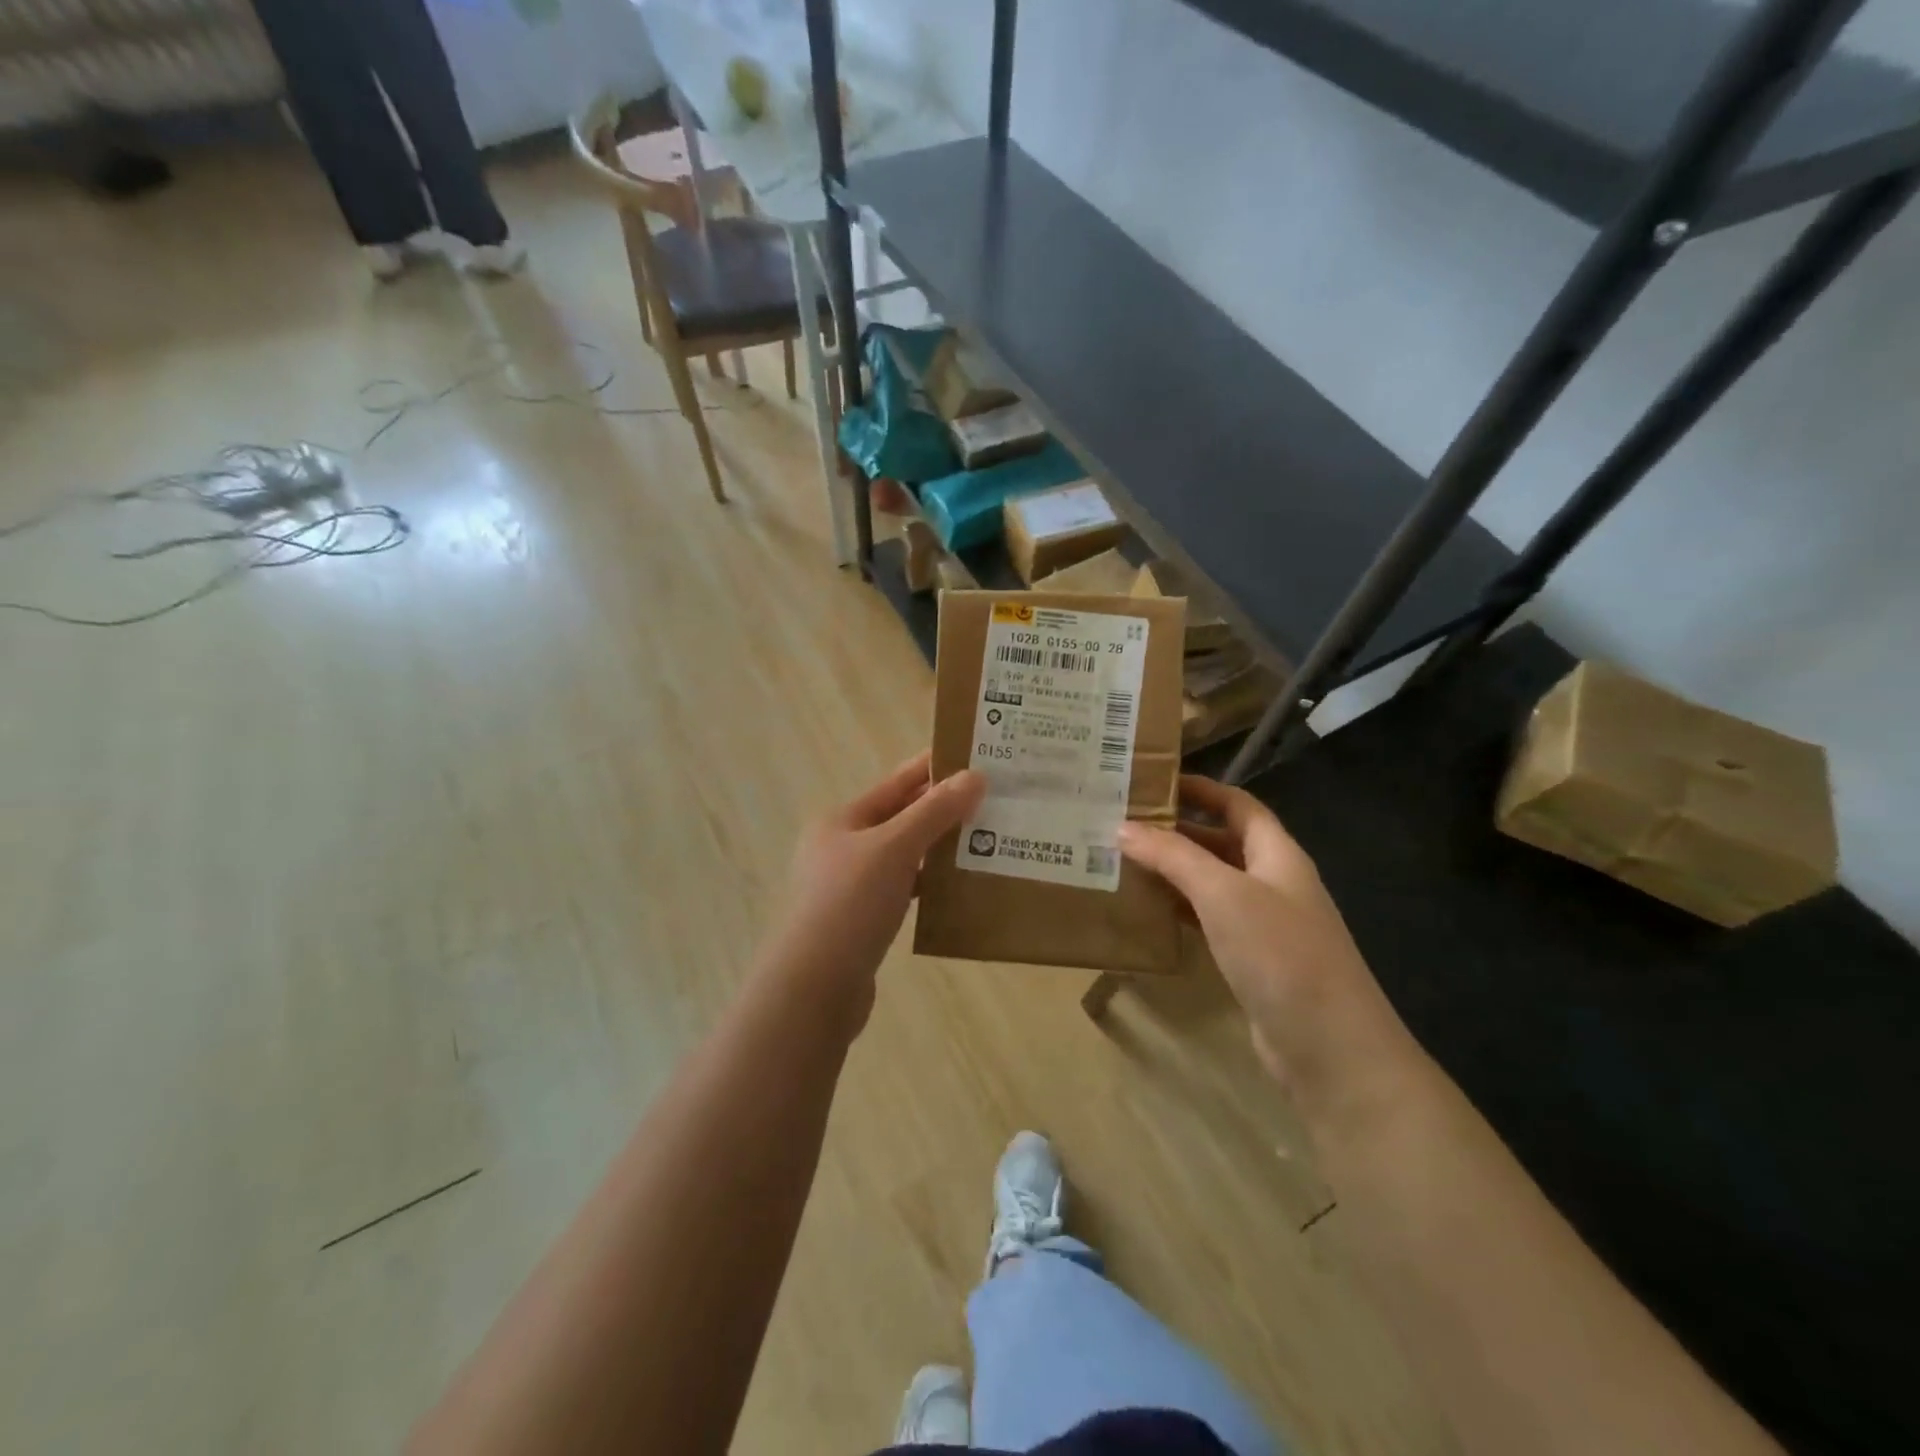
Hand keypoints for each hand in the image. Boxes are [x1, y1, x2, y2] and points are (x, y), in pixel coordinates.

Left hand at [761, 753, 984, 1020]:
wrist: (813, 988)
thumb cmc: (849, 905)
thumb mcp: (894, 849)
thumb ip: (934, 812)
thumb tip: (975, 776)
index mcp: (841, 821)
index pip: (895, 784)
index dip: (932, 769)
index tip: (973, 757)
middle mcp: (842, 848)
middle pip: (900, 819)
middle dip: (942, 809)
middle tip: (991, 799)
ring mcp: (850, 887)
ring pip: (904, 856)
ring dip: (938, 848)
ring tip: (985, 839)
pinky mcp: (862, 922)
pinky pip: (903, 890)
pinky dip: (929, 884)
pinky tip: (958, 886)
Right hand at [1119, 776, 1423, 1119]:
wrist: (1330, 1047)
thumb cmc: (1280, 953)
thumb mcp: (1223, 894)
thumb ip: (1173, 856)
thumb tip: (1123, 826)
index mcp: (1277, 854)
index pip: (1238, 805)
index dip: (1202, 789)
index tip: (1153, 783)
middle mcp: (1272, 882)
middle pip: (1221, 842)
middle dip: (1177, 831)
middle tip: (1123, 823)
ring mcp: (1263, 924)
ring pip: (1211, 884)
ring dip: (1173, 872)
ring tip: (1122, 861)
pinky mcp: (1251, 960)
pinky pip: (1208, 921)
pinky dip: (1179, 911)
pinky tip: (1146, 911)